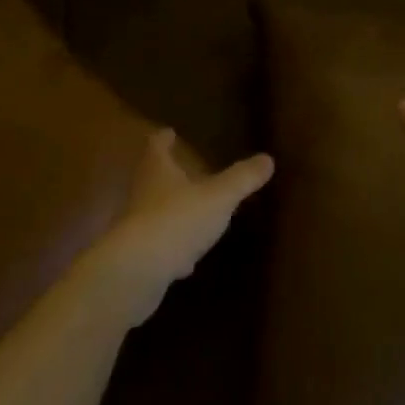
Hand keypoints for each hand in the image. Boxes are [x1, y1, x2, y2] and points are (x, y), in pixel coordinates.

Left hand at [83, 130, 273, 324]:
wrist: (137, 271)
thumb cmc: (177, 220)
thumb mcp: (218, 197)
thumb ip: (242, 179)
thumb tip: (268, 158)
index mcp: (157, 171)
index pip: (156, 147)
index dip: (163, 139)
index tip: (168, 132)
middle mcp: (142, 194)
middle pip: (152, 177)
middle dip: (166, 173)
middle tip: (182, 168)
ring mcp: (137, 228)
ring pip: (155, 212)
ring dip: (170, 210)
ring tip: (190, 211)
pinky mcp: (138, 258)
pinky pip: (159, 247)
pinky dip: (173, 248)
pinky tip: (187, 261)